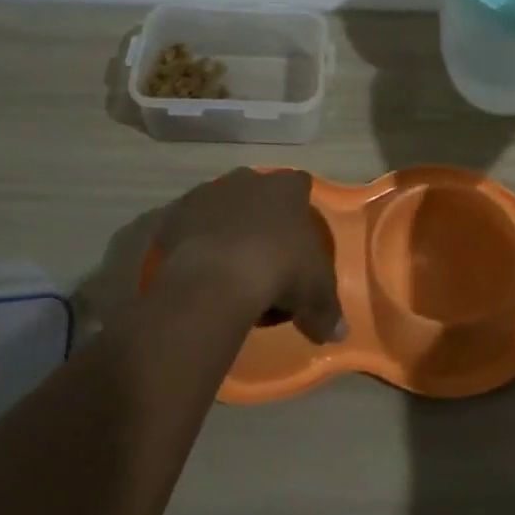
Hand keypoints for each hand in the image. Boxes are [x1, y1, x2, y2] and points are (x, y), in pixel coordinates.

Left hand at [153, 168, 345, 344]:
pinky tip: (200, 269)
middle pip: (258, 192)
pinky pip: (190, 226)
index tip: (298, 235)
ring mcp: (209, 193)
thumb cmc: (280, 271)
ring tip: (228, 266)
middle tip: (265, 253)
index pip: (300, 185)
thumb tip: (338, 333)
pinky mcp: (176, 213)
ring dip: (226, 226)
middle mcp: (249, 180)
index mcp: (287, 189)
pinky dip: (195, 241)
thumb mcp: (316, 296)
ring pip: (222, 206)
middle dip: (261, 215)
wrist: (216, 277)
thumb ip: (328, 311)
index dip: (299, 207)